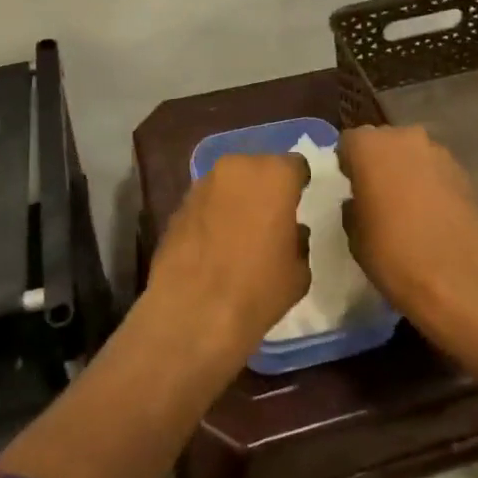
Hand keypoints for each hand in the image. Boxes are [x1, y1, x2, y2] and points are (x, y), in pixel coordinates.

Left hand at [147, 152, 310, 357]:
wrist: (193, 311)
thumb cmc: (258, 288)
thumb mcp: (298, 272)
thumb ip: (299, 241)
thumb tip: (291, 232)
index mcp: (274, 175)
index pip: (296, 166)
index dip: (299, 183)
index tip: (299, 202)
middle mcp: (238, 167)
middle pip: (259, 169)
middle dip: (266, 188)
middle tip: (271, 217)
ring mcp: (203, 183)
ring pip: (230, 183)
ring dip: (238, 199)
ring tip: (241, 232)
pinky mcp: (179, 204)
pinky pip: (207, 202)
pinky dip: (214, 214)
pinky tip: (215, 244)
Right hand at [338, 125, 477, 334]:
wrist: (458, 279)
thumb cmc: (393, 254)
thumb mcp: (354, 235)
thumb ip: (353, 206)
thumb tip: (360, 201)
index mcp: (369, 146)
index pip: (349, 142)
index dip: (348, 163)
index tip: (350, 187)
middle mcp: (404, 138)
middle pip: (384, 142)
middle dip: (379, 163)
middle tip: (377, 195)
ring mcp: (438, 152)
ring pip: (413, 155)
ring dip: (407, 172)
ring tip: (408, 207)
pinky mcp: (464, 172)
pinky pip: (437, 171)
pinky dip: (431, 185)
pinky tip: (433, 215)